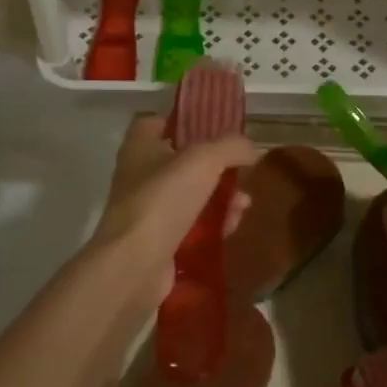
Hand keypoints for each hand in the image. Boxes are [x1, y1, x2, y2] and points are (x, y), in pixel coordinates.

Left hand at [88, 115, 255, 308]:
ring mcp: (149, 209)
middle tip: (242, 172)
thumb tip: (252, 149)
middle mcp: (141, 174)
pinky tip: (232, 226)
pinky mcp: (159, 240)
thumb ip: (231, 146)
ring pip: (193, 194)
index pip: (160, 121)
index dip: (188, 122)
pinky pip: (193, 225)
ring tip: (244, 205)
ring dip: (222, 197)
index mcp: (141, 145)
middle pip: (185, 161)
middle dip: (218, 167)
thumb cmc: (163, 200)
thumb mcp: (204, 160)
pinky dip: (213, 224)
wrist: (134, 265)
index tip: (217, 129)